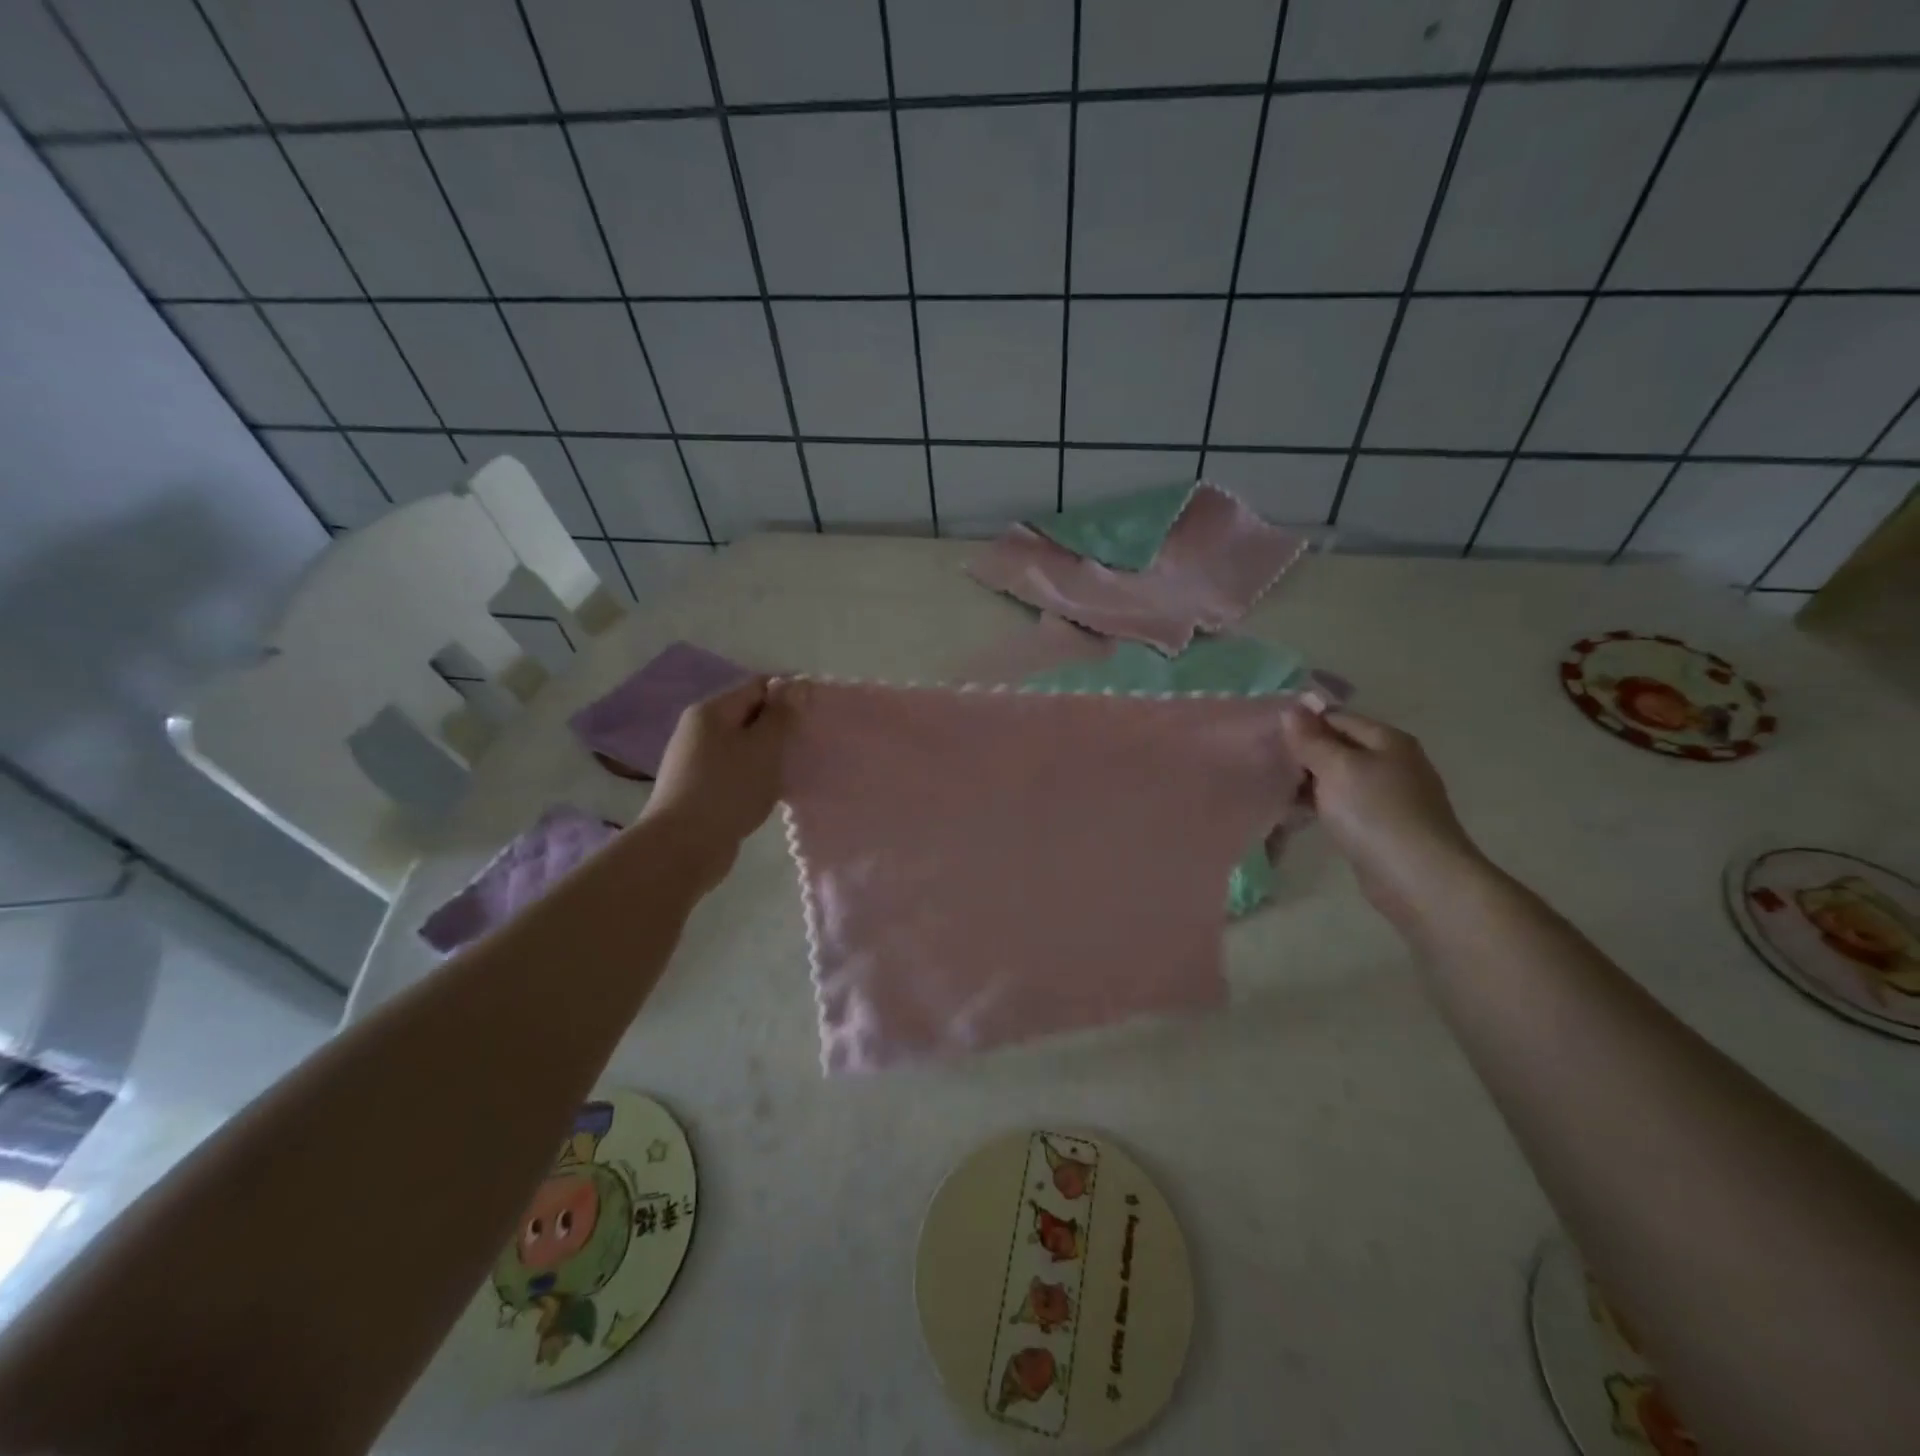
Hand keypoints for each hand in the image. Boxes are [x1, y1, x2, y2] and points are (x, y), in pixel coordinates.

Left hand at [639, 676, 799, 887]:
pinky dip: (755, 774)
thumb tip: (793, 688)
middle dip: (780, 726)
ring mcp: (695, 760)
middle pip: (748, 714)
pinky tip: (772, 791)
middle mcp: (699, 729)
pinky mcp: (698, 788)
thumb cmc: (728, 789)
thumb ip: (781, 716)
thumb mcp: (764, 747)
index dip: (789, 693)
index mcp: (712, 711)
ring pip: (743, 745)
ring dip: (769, 753)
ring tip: (795, 768)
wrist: (683, 846)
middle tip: (809, 742)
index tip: (816, 710)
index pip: (757, 685)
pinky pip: (735, 770)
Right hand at [1279, 704, 1485, 925]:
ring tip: (1273, 789)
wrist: (1419, 878)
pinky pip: (1344, 805)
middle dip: (1302, 755)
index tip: (1266, 736)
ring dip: (1308, 783)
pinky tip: (1296, 815)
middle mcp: (1392, 762)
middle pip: (1338, 747)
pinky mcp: (1382, 826)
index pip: (1336, 718)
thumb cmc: (1376, 813)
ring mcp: (1390, 795)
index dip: (1302, 724)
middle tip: (1264, 764)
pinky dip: (1320, 806)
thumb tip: (1291, 709)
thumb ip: (1311, 739)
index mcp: (1387, 740)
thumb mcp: (1337, 768)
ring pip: (1338, 778)